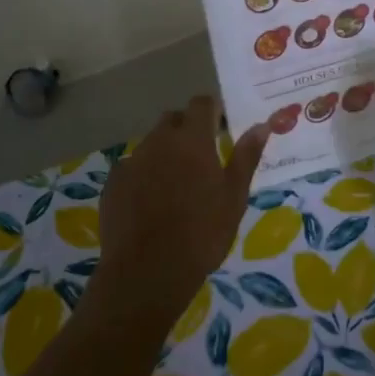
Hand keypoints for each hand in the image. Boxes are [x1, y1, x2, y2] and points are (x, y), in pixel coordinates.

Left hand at [92, 97, 266, 329]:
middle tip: (202, 158)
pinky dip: (144, 175)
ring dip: (165, 153)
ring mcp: (132, 161)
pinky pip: (132, 168)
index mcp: (192, 139)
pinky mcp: (113, 183)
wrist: (148, 272)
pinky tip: (150, 203)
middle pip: (173, 119)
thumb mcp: (234, 197)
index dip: (213, 110)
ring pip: (151, 144)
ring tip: (176, 185)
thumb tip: (261, 125)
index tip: (222, 127)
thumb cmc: (202, 233)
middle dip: (187, 129)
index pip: (201, 103)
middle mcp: (159, 141)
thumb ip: (246, 156)